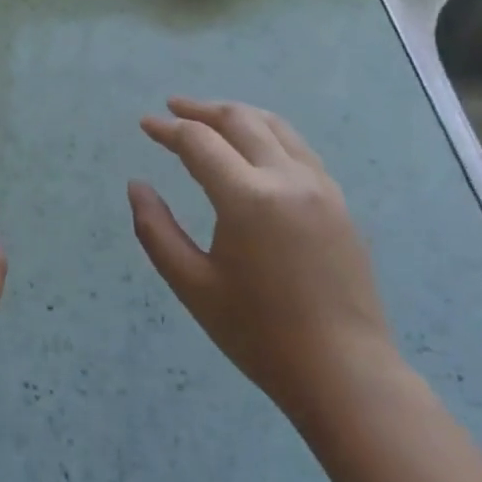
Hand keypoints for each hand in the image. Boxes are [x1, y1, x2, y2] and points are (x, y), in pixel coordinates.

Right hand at [130, 98, 399, 426]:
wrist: (344, 373)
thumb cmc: (259, 333)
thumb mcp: (192, 285)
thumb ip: (156, 230)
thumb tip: (136, 186)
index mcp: (248, 198)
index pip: (199, 142)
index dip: (168, 129)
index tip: (145, 125)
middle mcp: (287, 179)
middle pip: (240, 120)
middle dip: (202, 109)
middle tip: (173, 108)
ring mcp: (320, 187)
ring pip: (275, 126)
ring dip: (238, 115)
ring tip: (211, 118)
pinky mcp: (339, 202)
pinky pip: (298, 149)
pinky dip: (268, 134)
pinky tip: (255, 149)